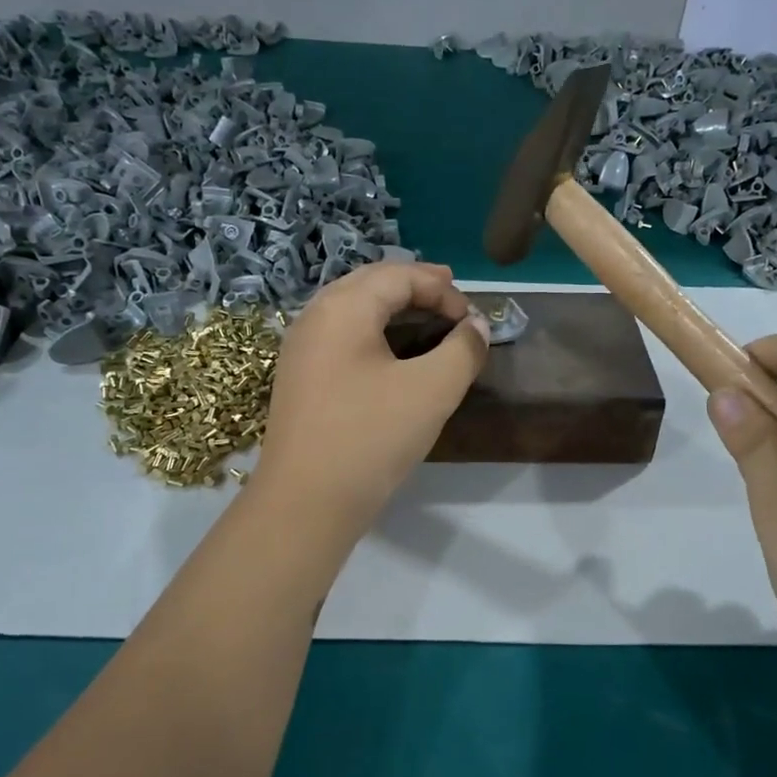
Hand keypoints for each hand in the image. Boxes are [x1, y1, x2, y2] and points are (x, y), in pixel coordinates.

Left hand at [254, 262, 488, 536]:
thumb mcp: (432, 390)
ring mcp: (300, 348)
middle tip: (450, 295)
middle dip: (414, 286)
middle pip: (370, 283)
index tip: (471, 319)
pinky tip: (391, 353)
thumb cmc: (371, 437)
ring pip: (352, 308)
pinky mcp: (299, 378)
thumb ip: (463, 349)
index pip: (399, 275)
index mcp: (343, 307)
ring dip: (392, 307)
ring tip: (425, 318)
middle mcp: (315, 316)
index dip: (442, 289)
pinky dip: (373, 331)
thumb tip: (477, 325)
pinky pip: (341, 336)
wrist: (306, 501)